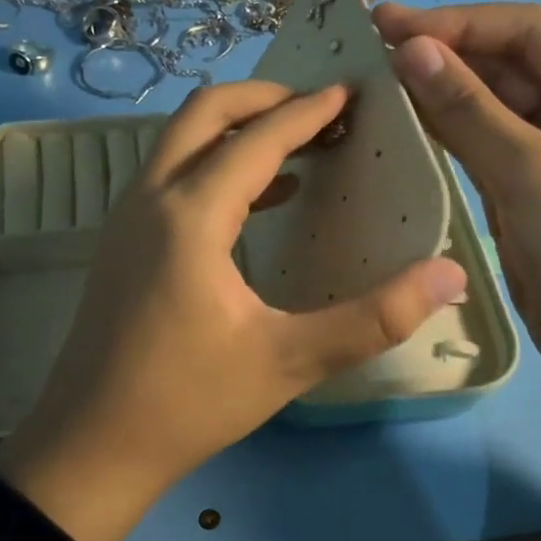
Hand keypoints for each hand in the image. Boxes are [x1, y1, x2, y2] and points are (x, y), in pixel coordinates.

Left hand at [0, 81, 465, 540]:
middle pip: (203, 114)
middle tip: (320, 108)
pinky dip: (215, 167)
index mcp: (190, 216)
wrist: (91, 446)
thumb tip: (449, 276)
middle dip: (264, 99)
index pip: (255, 138)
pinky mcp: (119, 246)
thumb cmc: (189, 402)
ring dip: (236, 130)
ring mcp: (125, 221)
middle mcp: (149, 201)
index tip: (350, 93)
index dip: (307, 111)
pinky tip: (258, 201)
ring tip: (298, 145)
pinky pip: (170, 178)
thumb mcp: (289, 360)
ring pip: (179, 143)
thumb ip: (373, 318)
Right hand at [374, 2, 540, 492]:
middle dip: (445, 54)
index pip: (528, 32)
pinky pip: (482, 147)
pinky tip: (404, 122)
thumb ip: (469, 109)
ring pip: (490, 106)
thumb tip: (411, 49)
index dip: (460, 23)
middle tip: (372, 48)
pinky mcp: (526, 189)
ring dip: (440, 93)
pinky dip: (446, 134)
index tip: (392, 25)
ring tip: (378, 79)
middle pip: (507, 65)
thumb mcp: (531, 174)